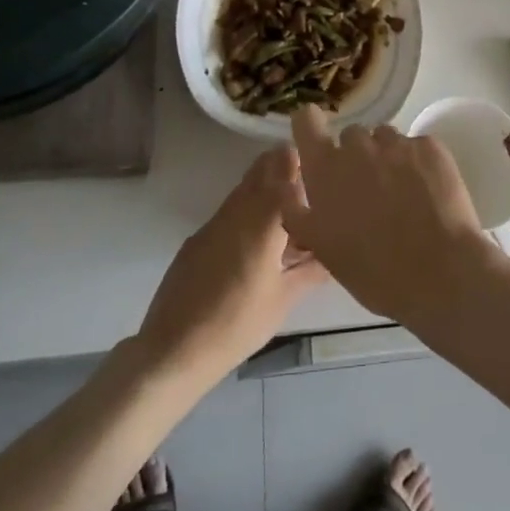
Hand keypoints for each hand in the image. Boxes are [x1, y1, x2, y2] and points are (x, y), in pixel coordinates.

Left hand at [134, 146, 327, 387]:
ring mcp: (214, 223)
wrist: (173, 350)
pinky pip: (230, 210)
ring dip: (266, 188)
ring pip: (244, 188)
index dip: (302, 160)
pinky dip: (249, 211)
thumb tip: (336, 251)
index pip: (284, 169)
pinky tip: (259, 239)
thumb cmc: (237, 324)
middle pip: (261, 169)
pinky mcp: (198, 238)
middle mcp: (238, 210)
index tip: (321, 163)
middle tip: (309, 180)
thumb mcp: (284, 299)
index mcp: (263, 220)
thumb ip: (312, 269)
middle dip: (284, 166)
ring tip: (289, 210)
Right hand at [284, 106, 498, 324]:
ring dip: (387, 157)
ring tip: (401, 194)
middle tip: (369, 191)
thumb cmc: (373, 271)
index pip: (306, 120)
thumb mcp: (321, 247)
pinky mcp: (430, 146)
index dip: (311, 127)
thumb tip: (289, 185)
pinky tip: (427, 193)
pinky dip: (418, 163)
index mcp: (325, 168)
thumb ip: (298, 210)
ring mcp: (396, 143)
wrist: (439, 274)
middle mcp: (358, 145)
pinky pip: (416, 146)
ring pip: (385, 138)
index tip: (318, 142)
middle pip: (351, 135)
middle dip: (356, 157)